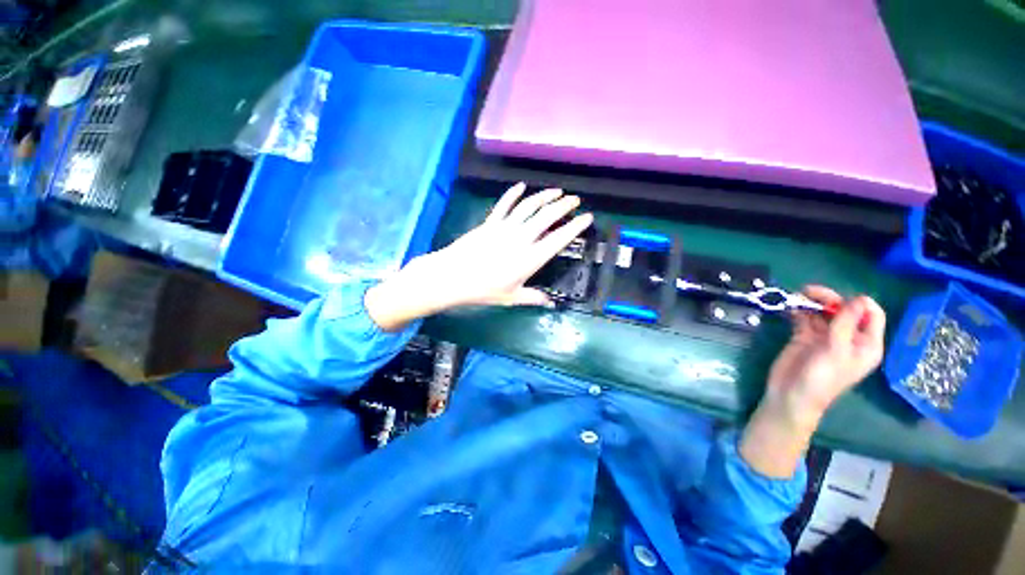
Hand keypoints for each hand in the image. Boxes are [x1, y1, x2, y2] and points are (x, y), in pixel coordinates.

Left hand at [365, 183, 593, 330]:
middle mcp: (521, 239)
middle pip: (546, 216)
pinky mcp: (490, 223)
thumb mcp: (511, 298)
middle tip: (574, 199)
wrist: (453, 277)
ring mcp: (505, 228)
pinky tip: (521, 186)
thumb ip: (533, 298)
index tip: (586, 217)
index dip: (575, 227)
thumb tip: (550, 303)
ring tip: (556, 191)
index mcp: (530, 258)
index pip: (558, 239)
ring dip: (544, 196)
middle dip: (563, 205)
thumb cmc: (483, 290)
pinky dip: (513, 193)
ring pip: (529, 206)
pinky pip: (504, 204)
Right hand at [765, 286, 885, 425]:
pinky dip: (797, 310)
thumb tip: (858, 299)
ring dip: (811, 302)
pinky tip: (789, 308)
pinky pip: (804, 318)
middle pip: (844, 310)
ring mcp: (824, 336)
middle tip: (808, 292)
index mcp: (865, 344)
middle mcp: (847, 337)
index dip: (859, 303)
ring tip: (796, 297)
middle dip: (829, 299)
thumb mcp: (836, 352)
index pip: (872, 315)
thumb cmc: (821, 379)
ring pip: (822, 312)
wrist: (791, 395)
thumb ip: (845, 325)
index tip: (841, 299)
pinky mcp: (804, 336)